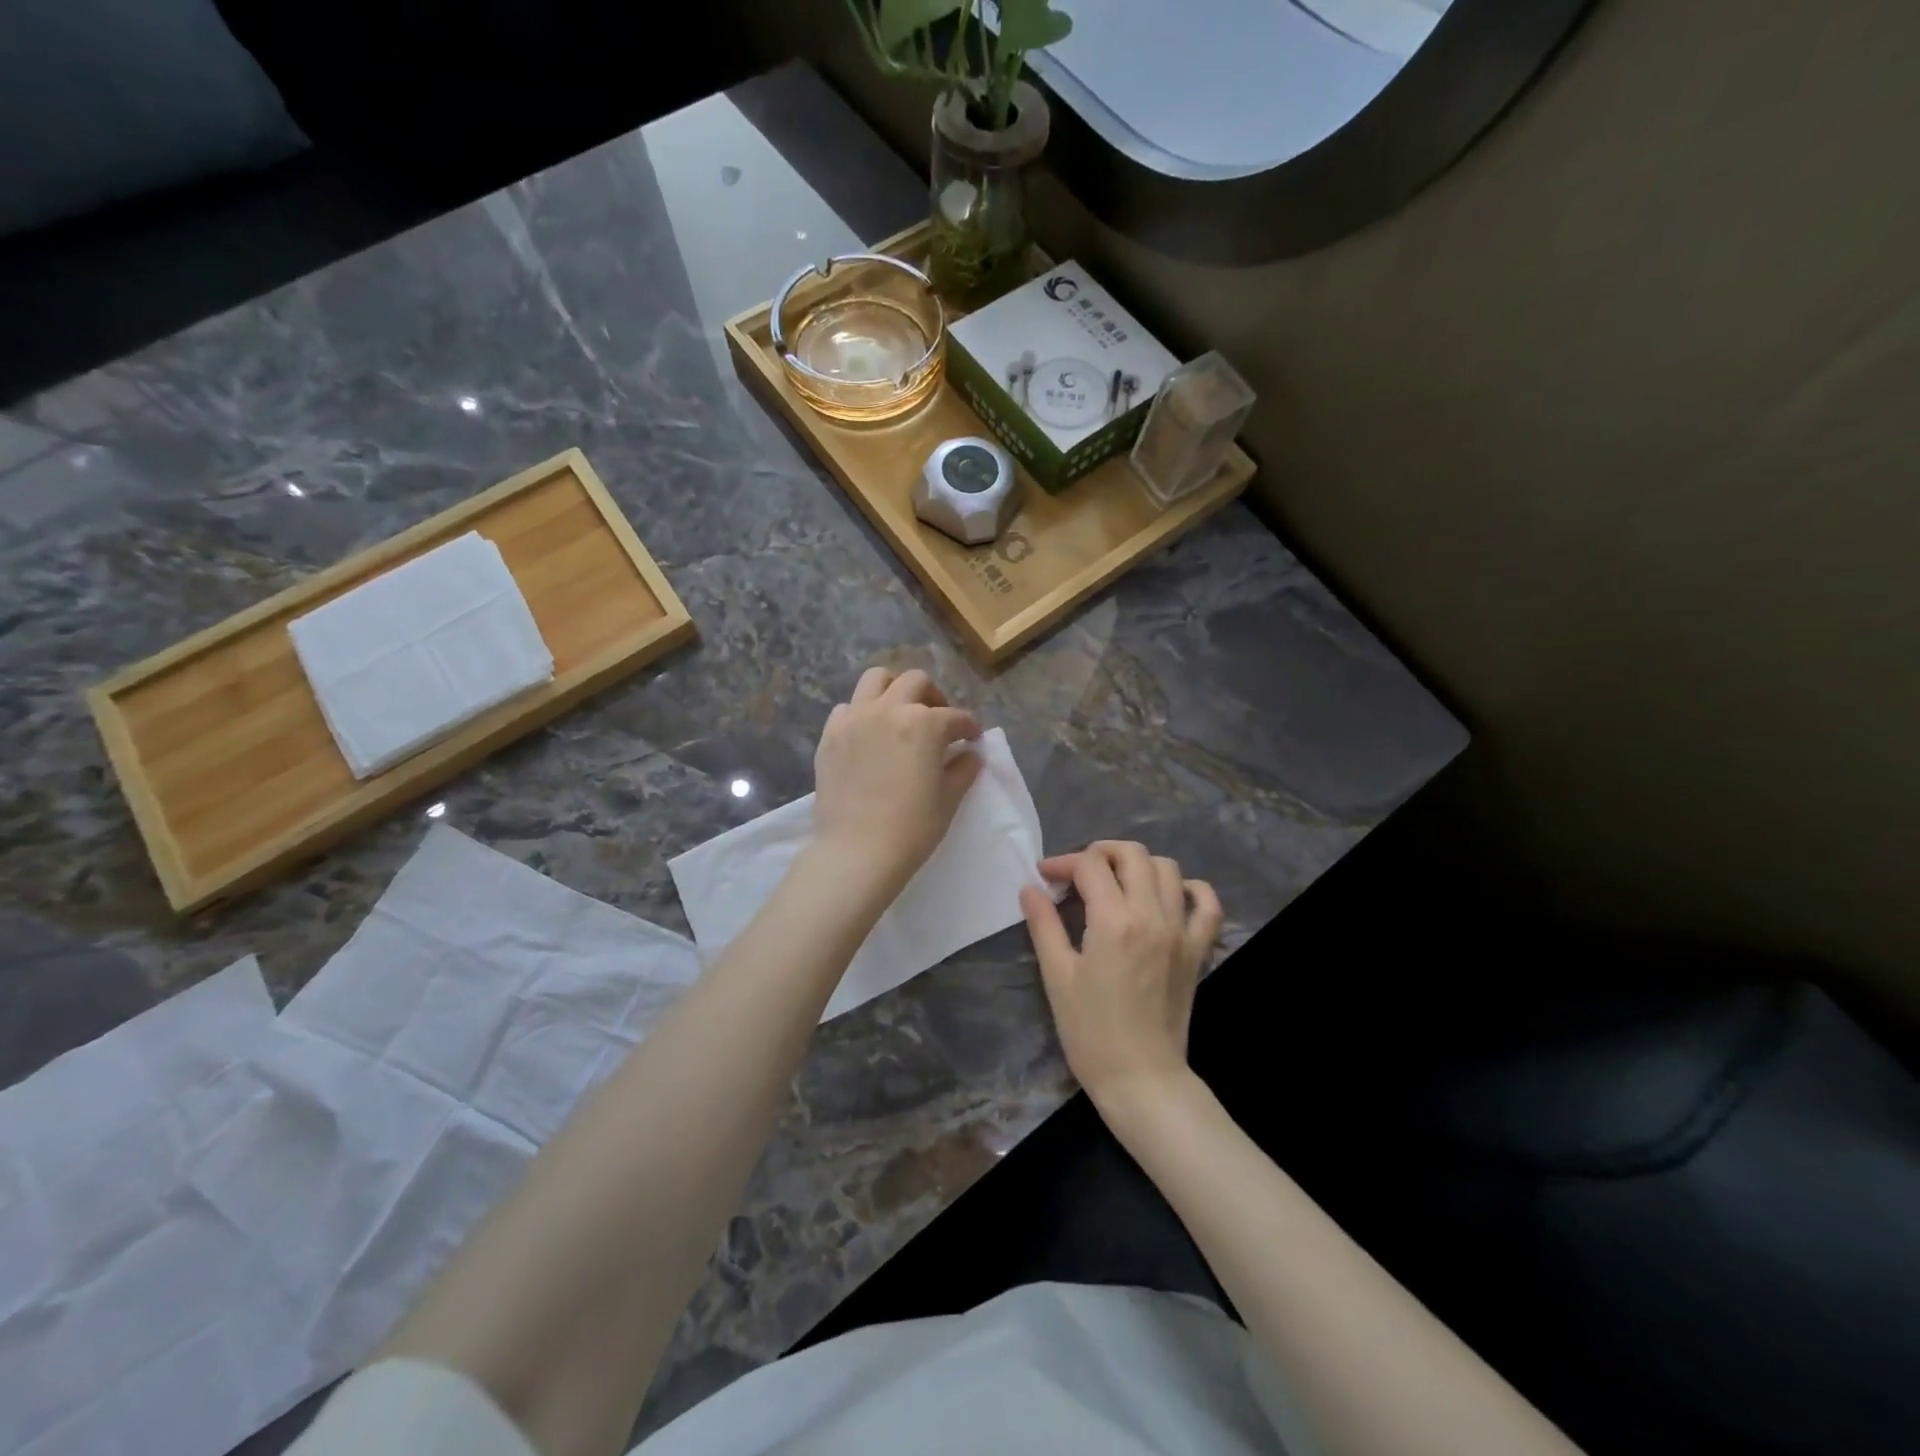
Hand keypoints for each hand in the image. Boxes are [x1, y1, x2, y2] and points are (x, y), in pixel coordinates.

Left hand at [811, 668, 982, 897]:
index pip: (955, 717)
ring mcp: (855, 719)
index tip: (972, 738)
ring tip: (901, 713)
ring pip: (876, 679)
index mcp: (924, 724)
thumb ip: (963, 770)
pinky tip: (869, 735)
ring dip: (894, 689)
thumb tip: (970, 754)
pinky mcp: (830, 735)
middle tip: (939, 720)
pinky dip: (862, 713)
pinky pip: (848, 708)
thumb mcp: (948, 800)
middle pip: (915, 683)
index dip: (969, 727)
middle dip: (933, 697)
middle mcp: (889, 710)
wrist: (857, 852)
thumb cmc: (911, 829)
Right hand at [1020, 841, 1222, 1107]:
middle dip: (1100, 852)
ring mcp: (1181, 931)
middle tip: (1078, 873)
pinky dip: (1189, 888)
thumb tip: (1030, 888)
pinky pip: (1206, 903)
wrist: (1142, 1079)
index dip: (1063, 863)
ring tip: (1115, 883)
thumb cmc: (1090, 1032)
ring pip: (1167, 868)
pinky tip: (1167, 896)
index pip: (1090, 866)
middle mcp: (1152, 915)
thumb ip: (1044, 925)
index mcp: (1114, 921)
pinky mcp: (1198, 949)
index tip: (1045, 877)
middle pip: (1132, 854)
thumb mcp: (1057, 976)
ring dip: (1138, 865)